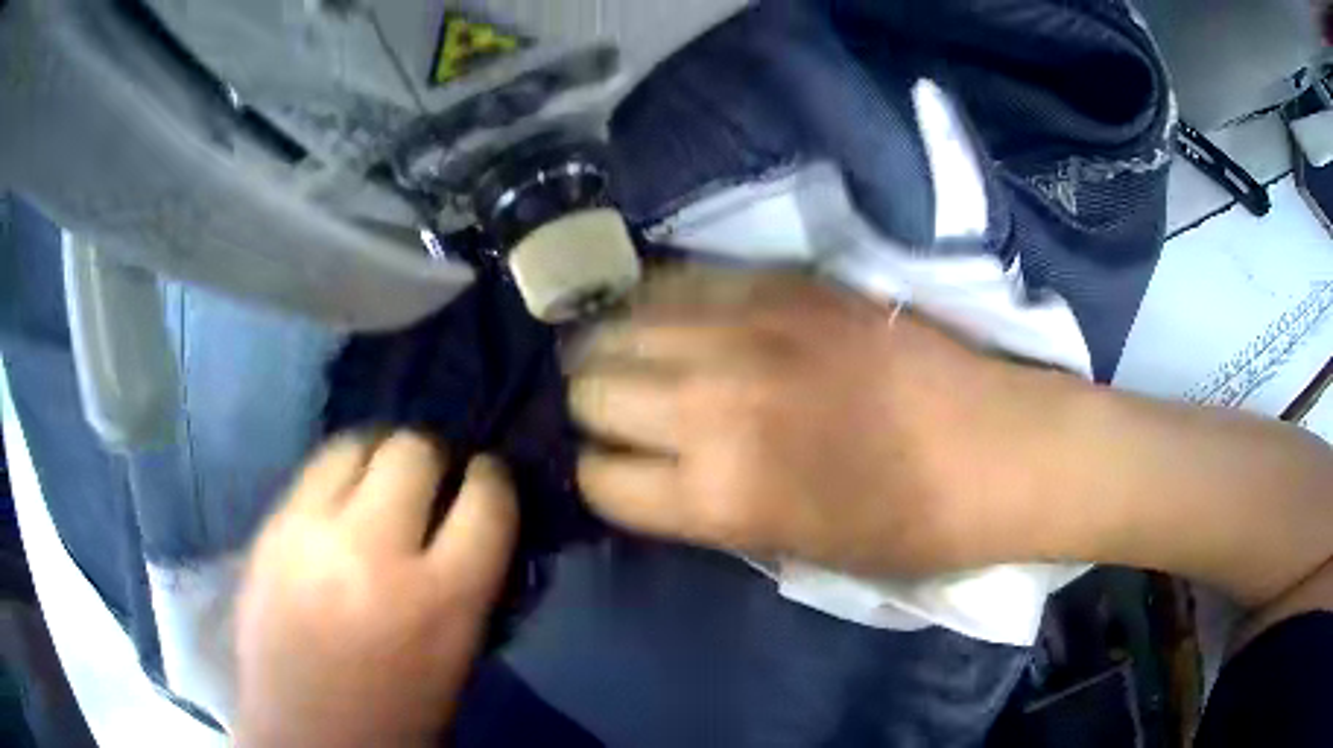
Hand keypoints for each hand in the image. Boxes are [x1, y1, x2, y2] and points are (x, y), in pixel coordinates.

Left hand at [234, 433, 516, 747]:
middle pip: (414, 451)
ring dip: (379, 456)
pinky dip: (337, 475)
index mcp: (440, 602)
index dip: (493, 480)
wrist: (305, 737)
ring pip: (355, 444)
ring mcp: (310, 535)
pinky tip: (339, 503)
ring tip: (379, 481)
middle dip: (432, 458)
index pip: (487, 501)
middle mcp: (373, 553)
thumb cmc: (397, 714)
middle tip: (430, 481)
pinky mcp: (268, 531)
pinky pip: (312, 472)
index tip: (486, 480)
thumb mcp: (458, 658)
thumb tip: (472, 519)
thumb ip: (469, 582)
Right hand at [570, 266, 1045, 575]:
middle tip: (624, 410)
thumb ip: (702, 507)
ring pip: (617, 324)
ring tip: (634, 356)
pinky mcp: (782, 282)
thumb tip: (646, 467)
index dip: (603, 478)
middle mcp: (711, 406)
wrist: (994, 448)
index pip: (597, 479)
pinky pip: (679, 279)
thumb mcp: (789, 548)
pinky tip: (675, 314)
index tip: (623, 470)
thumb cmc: (903, 525)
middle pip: (589, 389)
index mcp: (718, 496)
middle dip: (596, 407)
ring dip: (615, 347)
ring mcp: (746, 330)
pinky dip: (661, 302)